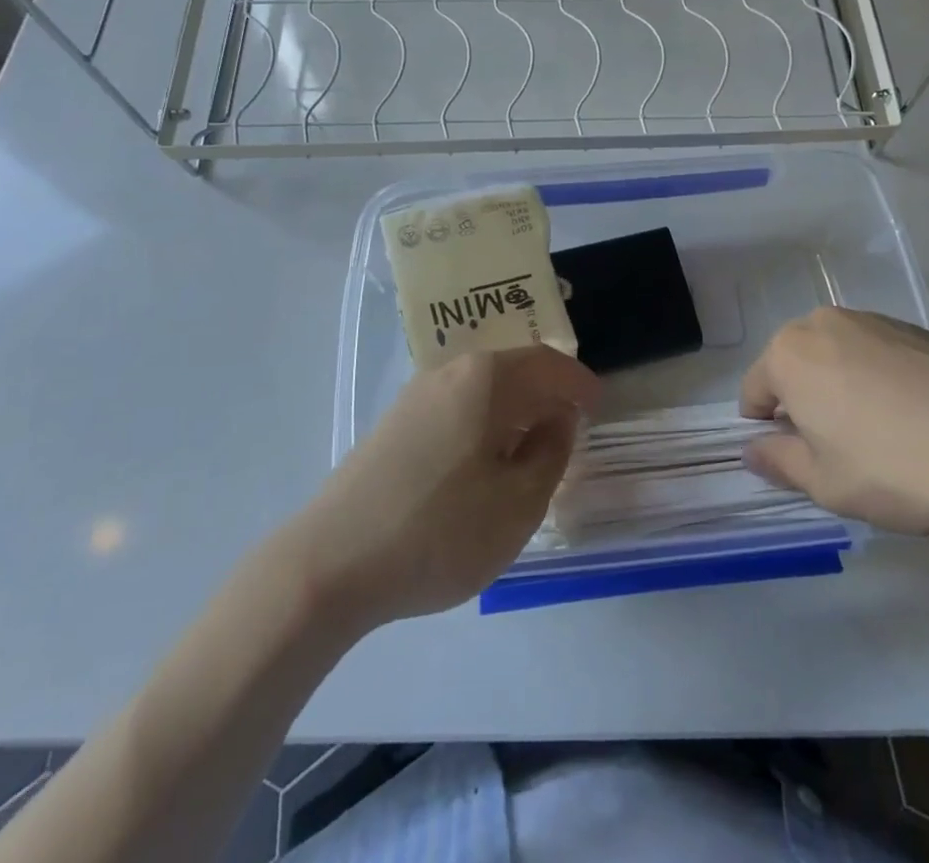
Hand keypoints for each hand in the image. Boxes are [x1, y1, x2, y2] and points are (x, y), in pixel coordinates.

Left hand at [297, 346, 601, 627]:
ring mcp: (415, 396)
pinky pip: (455, 408)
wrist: (328, 564)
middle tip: (569, 429)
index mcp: (486, 379)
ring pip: (482, 389)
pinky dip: (483, 424)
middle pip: (513, 370)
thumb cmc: (438, 531)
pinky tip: (482, 463)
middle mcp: (450, 373)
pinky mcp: (393, 425)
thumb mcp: (517, 504)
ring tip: (530, 449)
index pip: (547, 364)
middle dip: (546, 395)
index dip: (579, 383)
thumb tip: (557, 420)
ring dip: (513, 411)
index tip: (599, 405)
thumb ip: (550, 454)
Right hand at [741, 307, 928, 542]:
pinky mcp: (917, 330)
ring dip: (841, 386)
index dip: (764, 426)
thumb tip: (753, 450)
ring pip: (837, 355)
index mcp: (789, 354)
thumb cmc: (890, 469)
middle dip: (803, 400)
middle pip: (795, 364)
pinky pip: (878, 353)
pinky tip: (913, 418)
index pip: (755, 388)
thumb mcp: (823, 482)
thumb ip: (778, 461)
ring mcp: (874, 321)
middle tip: (834, 447)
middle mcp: (825, 323)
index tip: (790, 456)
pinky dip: (879, 379)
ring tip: (879, 433)